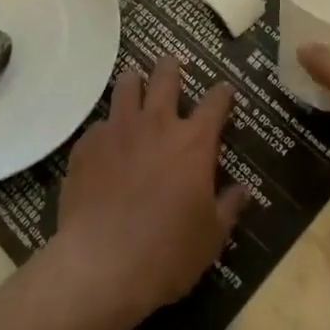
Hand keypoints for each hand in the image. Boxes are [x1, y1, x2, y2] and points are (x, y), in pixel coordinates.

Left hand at [55, 57, 246, 322]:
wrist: (102, 265)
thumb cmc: (167, 252)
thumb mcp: (211, 237)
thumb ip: (229, 207)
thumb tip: (242, 190)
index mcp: (193, 142)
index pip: (216, 102)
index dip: (223, 93)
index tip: (225, 90)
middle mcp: (156, 123)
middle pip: (165, 76)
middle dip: (171, 66)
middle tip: (172, 64)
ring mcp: (118, 129)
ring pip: (126, 86)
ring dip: (134, 82)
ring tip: (134, 84)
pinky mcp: (87, 144)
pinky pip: (99, 124)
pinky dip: (107, 128)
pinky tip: (105, 143)